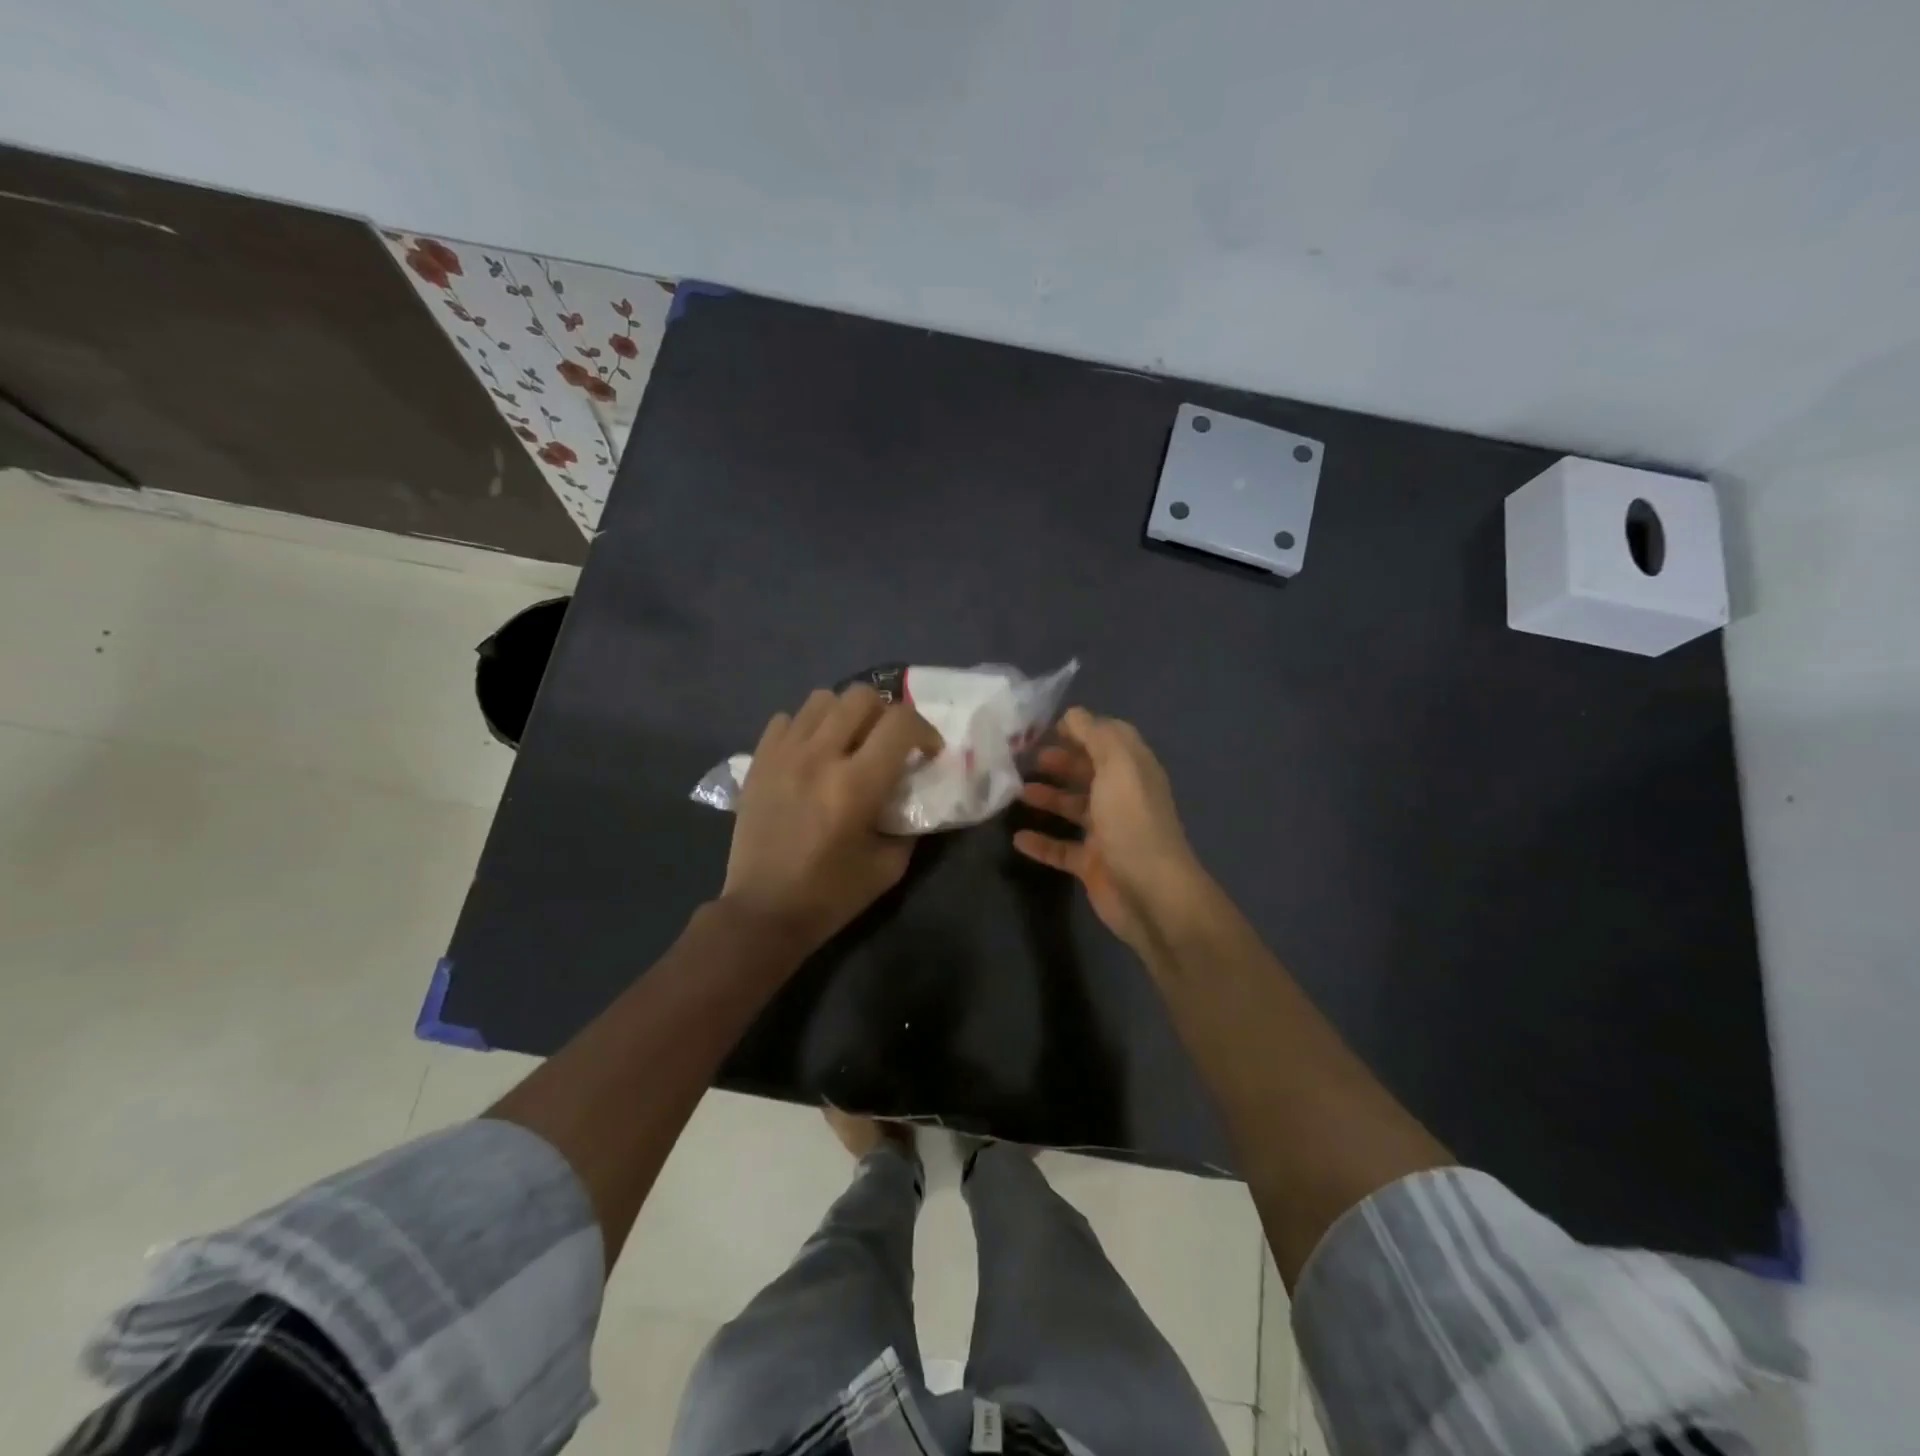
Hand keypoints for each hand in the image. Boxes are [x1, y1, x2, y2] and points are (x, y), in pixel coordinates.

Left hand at [721, 685, 943, 955]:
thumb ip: (909, 822)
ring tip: (848, 743)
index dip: (925, 730)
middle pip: (861, 696)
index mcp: (855, 785)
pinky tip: (811, 755)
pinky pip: (786, 719)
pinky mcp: (758, 761)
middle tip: (888, 743)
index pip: (901, 723)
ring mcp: (783, 755)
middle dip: (886, 714)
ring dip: (845, 715)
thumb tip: (914, 791)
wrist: (762, 912)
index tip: (927, 752)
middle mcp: (819, 757)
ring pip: (822, 699)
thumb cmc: (830, 895)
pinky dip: (806, 728)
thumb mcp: (889, 866)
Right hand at [1014, 707, 1208, 953]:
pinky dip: (1041, 842)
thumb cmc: (1132, 821)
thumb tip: (1074, 714)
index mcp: (1133, 770)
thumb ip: (1096, 735)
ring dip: (1047, 798)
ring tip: (1016, 793)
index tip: (1047, 728)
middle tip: (1025, 759)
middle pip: (1088, 772)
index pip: (1108, 739)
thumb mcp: (1117, 765)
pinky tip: (1018, 838)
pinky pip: (1061, 849)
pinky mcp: (1093, 864)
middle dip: (1060, 762)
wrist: (1151, 893)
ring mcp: (1107, 833)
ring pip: (1073, 809)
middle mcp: (1122, 798)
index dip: (1081, 730)